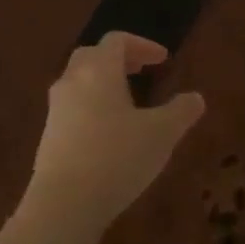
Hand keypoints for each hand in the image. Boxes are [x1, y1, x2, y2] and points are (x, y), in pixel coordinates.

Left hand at [22, 32, 205, 231]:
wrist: (64, 202)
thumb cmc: (117, 158)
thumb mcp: (161, 134)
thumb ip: (181, 112)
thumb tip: (196, 98)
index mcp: (98, 70)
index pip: (117, 40)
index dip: (142, 45)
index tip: (163, 59)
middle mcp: (72, 81)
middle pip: (92, 55)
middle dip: (118, 58)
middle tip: (141, 71)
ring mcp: (55, 108)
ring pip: (78, 80)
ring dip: (102, 82)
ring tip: (126, 102)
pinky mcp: (48, 134)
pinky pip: (71, 106)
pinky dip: (91, 105)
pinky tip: (107, 131)